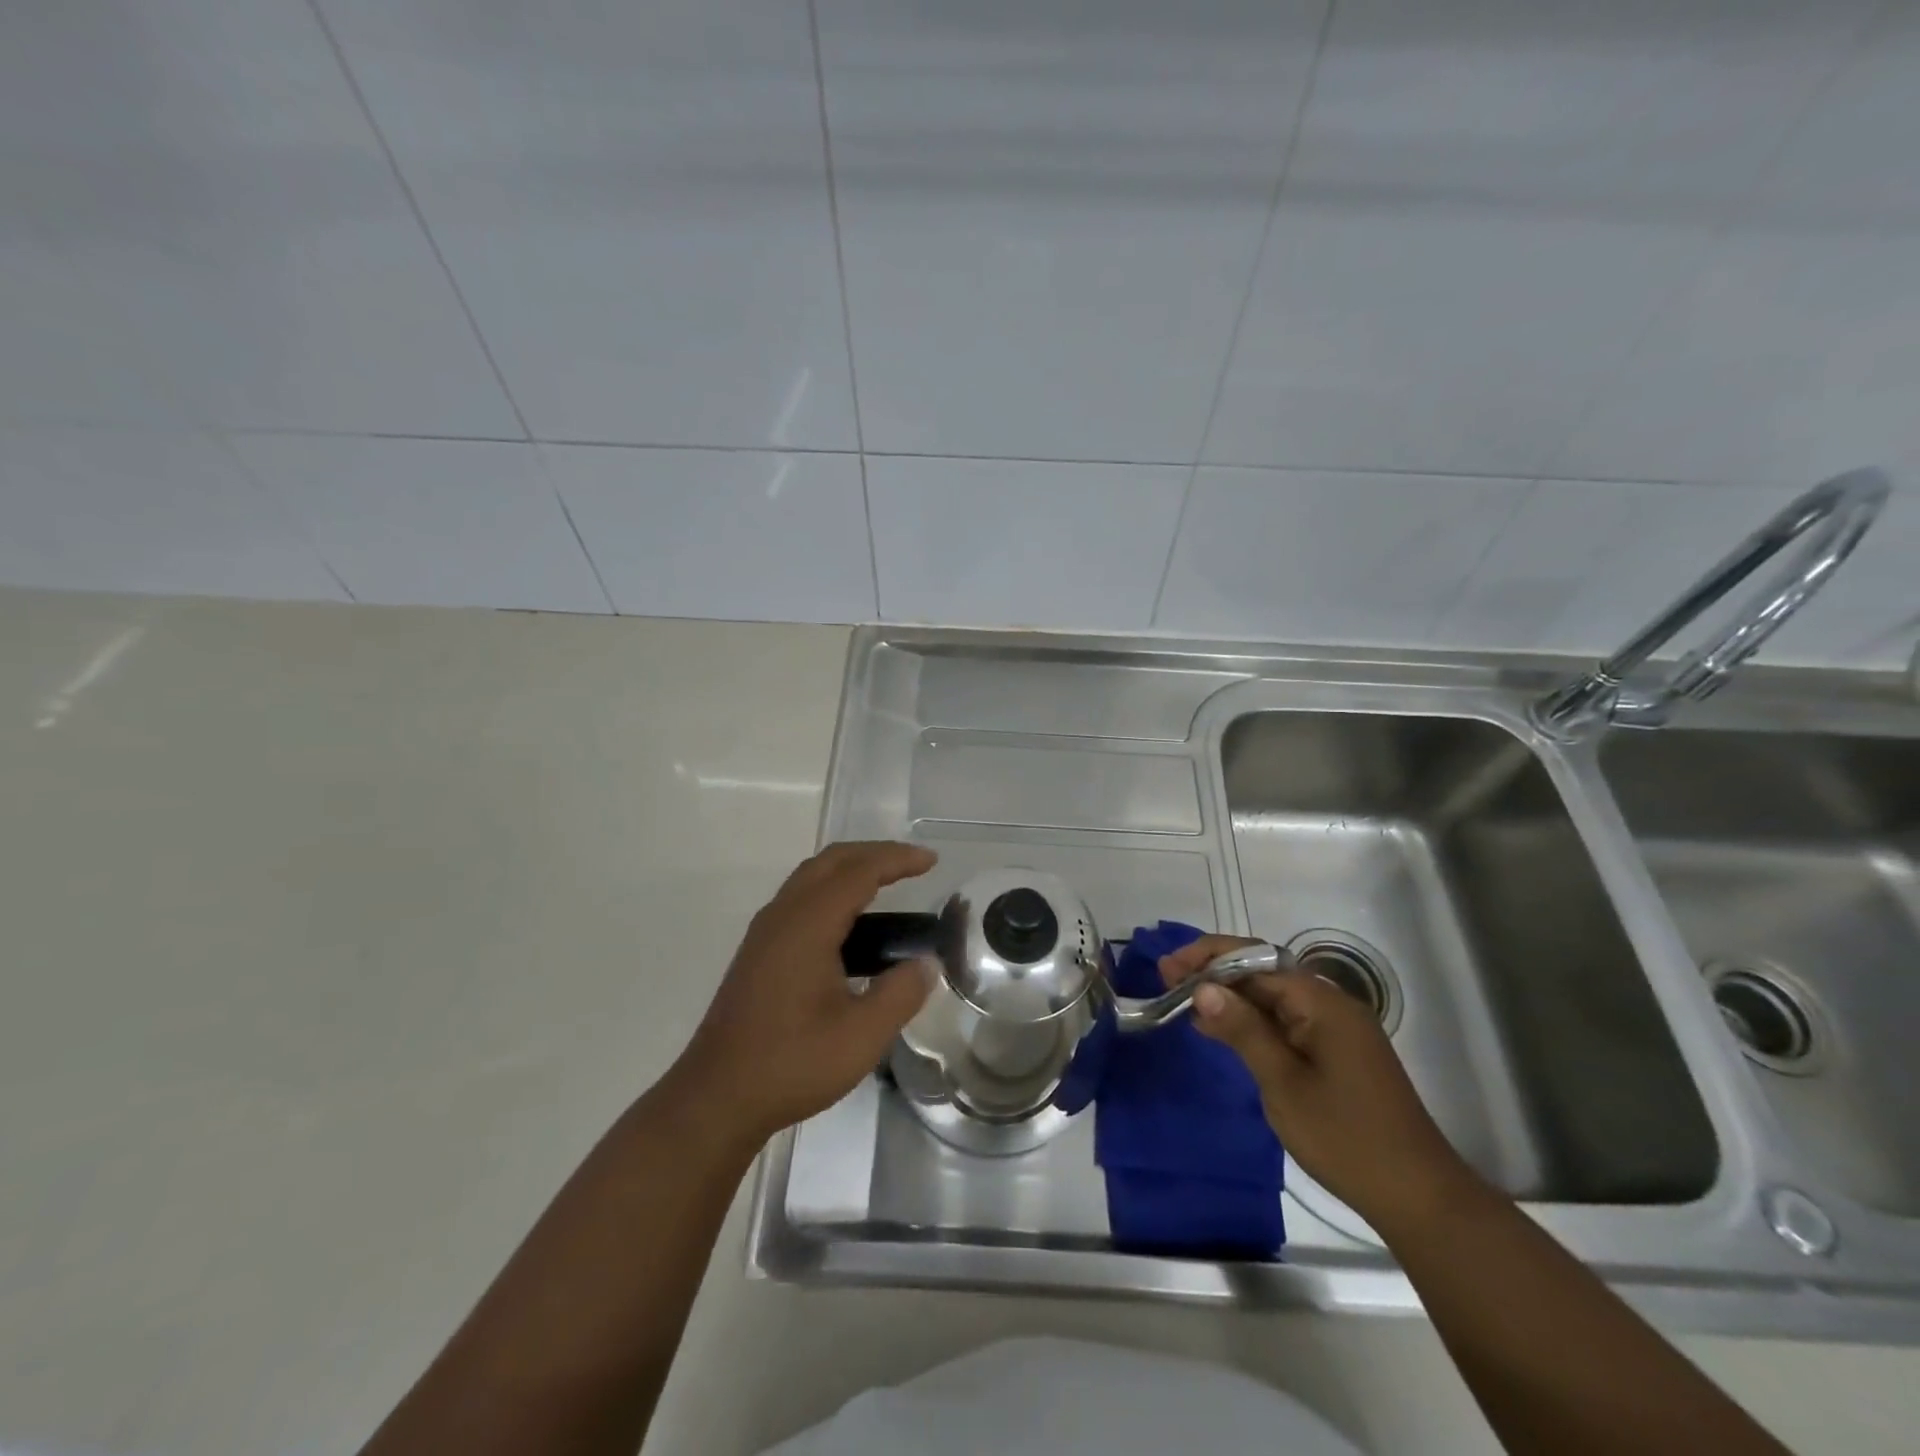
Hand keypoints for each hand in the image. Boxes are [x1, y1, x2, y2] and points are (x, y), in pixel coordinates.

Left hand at [675, 841, 937, 1146]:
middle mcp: (783, 915)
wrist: (716, 1097)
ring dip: (852, 868)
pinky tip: (851, 922)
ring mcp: (766, 931)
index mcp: (807, 924)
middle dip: (875, 853)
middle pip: (832, 860)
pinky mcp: (759, 950)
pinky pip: (801, 897)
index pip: (859, 871)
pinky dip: (833, 889)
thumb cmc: (791, 1064)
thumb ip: (900, 994)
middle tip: (914, 864)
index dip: (898, 859)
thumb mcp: (861, 1037)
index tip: (932, 861)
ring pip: (812, 876)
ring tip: (888, 883)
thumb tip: (926, 964)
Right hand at [1160, 935, 1478, 1231]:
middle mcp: (1330, 1004)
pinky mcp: (1337, 1052)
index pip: (1254, 959)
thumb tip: (1203, 988)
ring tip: (1185, 1003)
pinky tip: (1223, 1031)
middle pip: (1263, 971)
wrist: (1418, 1197)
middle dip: (1214, 973)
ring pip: (1272, 996)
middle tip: (1168, 982)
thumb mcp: (1283, 1083)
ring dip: (1230, 996)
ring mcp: (1336, 1028)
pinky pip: (1286, 1020)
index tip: (1167, 969)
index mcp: (1321, 1002)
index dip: (1207, 959)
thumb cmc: (1346, 1138)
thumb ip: (1242, 1030)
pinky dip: (1251, 1020)